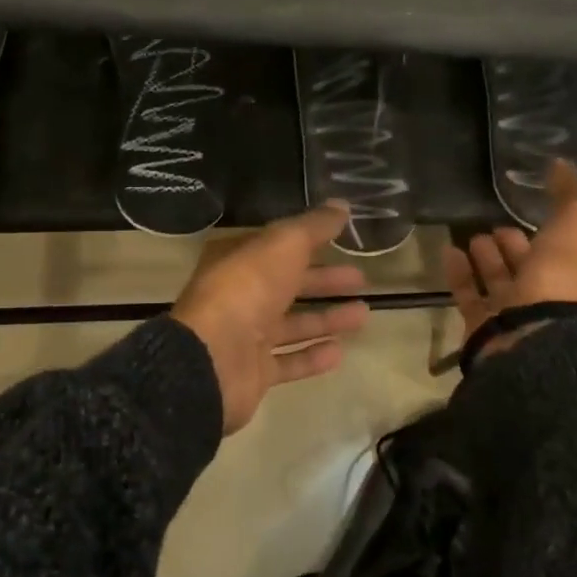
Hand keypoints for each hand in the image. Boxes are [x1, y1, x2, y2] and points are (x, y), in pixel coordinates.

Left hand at [171, 203, 370, 433]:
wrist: (212, 360)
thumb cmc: (246, 290)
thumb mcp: (283, 245)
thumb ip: (313, 226)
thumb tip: (341, 204)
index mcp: (237, 259)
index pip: (276, 246)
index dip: (309, 241)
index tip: (343, 239)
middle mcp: (239, 294)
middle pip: (288, 283)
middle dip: (324, 280)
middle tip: (361, 277)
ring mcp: (244, 335)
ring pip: (292, 323)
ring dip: (326, 318)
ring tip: (364, 314)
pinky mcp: (254, 372)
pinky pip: (289, 361)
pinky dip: (313, 355)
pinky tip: (340, 352)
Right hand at [444, 160, 576, 332]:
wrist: (533, 340)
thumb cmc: (565, 282)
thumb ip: (571, 197)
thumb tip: (563, 165)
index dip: (561, 238)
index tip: (538, 217)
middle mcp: (561, 307)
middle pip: (536, 271)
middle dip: (518, 247)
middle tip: (498, 226)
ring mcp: (522, 321)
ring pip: (503, 284)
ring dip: (489, 259)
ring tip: (474, 236)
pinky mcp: (487, 330)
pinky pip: (471, 296)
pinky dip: (461, 274)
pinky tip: (449, 252)